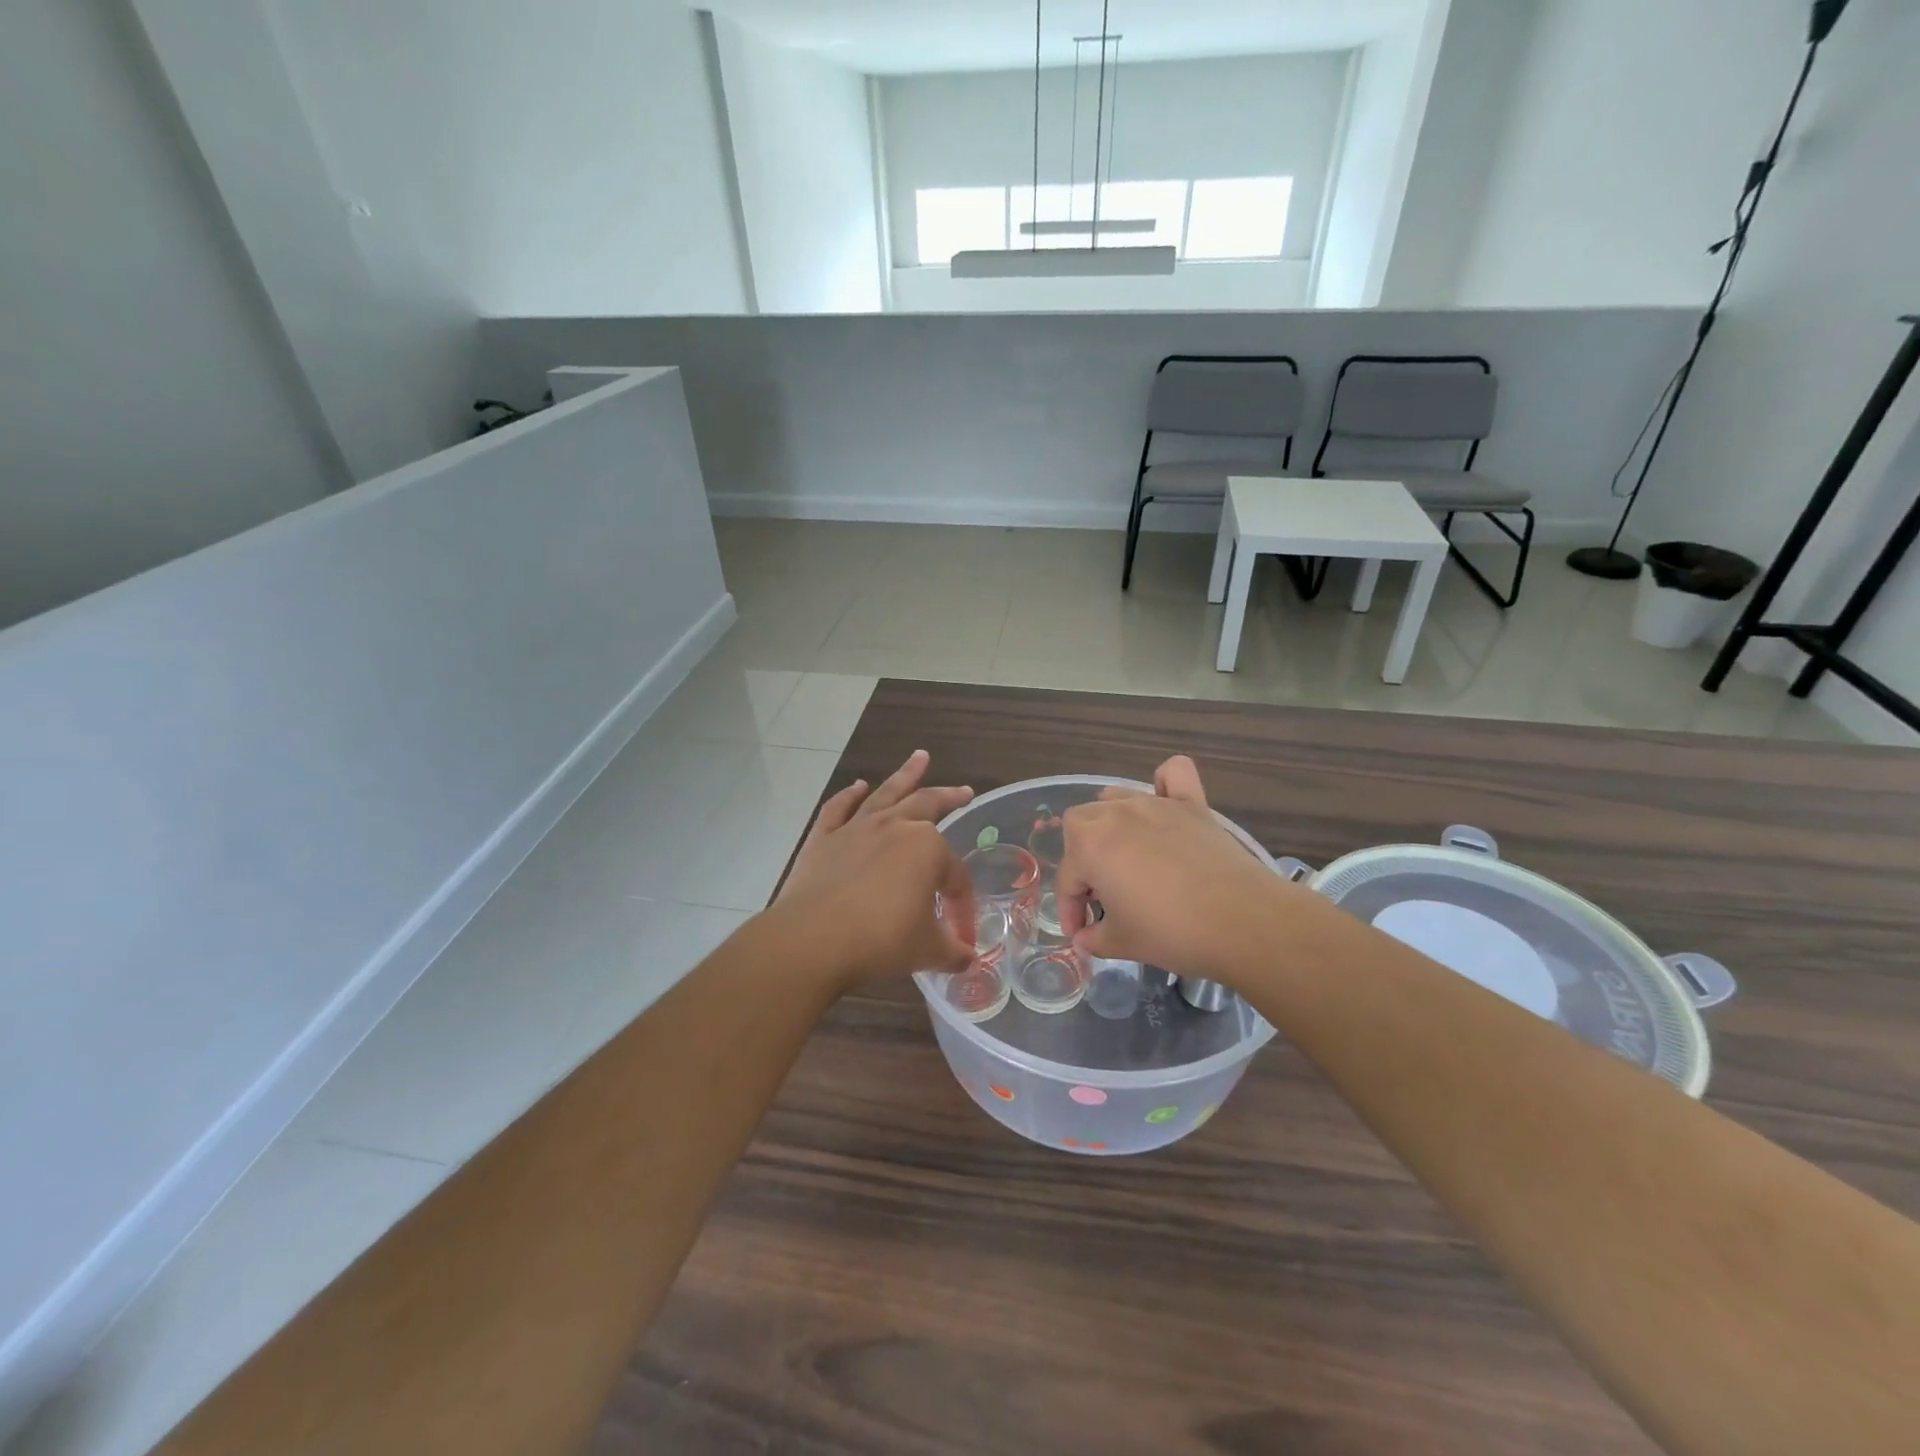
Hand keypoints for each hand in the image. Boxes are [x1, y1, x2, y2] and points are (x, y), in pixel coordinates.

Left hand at [773, 750, 977, 992]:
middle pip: (928, 806)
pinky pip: (839, 809)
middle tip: (964, 791)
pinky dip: (848, 796)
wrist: (813, 939)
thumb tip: (967, 960)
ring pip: (886, 794)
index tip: (960, 933)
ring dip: (905, 775)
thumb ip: (951, 951)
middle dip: (949, 798)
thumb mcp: (925, 950)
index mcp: (927, 849)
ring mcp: (856, 828)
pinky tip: (856, 787)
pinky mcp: (823, 838)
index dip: (960, 902)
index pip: (954, 875)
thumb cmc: (880, 940)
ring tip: (919, 757)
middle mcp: (895, 828)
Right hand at [1057, 756, 1289, 981]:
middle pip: (1081, 826)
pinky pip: (1173, 775)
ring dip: (1111, 824)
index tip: (1082, 934)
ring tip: (1125, 857)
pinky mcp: (1192, 805)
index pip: (1068, 878)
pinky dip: (1164, 782)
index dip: (1070, 909)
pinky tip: (1165, 801)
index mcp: (1090, 846)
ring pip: (1116, 798)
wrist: (1242, 922)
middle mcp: (1116, 814)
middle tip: (1103, 895)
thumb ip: (1095, 938)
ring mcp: (1156, 804)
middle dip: (1083, 860)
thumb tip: (1085, 938)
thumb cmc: (1172, 932)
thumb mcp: (1123, 943)